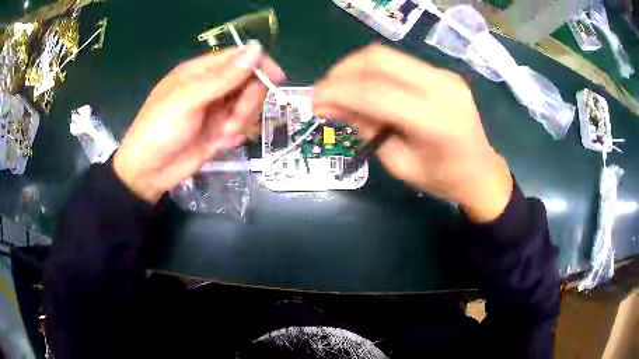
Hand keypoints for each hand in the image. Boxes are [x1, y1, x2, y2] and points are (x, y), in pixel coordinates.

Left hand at [114, 42, 285, 202]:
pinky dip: (234, 137)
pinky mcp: (219, 132)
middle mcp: (212, 87)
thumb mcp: (188, 99)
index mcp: (201, 71)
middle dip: (247, 102)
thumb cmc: (160, 129)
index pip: (239, 57)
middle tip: (232, 121)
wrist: (148, 173)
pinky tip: (217, 146)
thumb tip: (256, 49)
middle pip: (249, 83)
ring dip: (240, 122)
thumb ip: (223, 77)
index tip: (277, 79)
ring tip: (221, 136)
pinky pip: (241, 128)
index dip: (260, 64)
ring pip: (248, 106)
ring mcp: (217, 110)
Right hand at [313, 45, 511, 221]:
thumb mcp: (398, 163)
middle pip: (379, 60)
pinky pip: (398, 63)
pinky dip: (373, 72)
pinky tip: (365, 89)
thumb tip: (332, 105)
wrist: (481, 172)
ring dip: (355, 69)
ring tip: (340, 90)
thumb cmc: (441, 179)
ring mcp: (444, 75)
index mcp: (436, 120)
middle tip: (324, 92)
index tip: (313, 102)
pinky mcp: (442, 72)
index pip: (375, 93)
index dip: (337, 93)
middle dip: (342, 71)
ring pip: (386, 56)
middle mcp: (442, 87)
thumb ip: (366, 129)